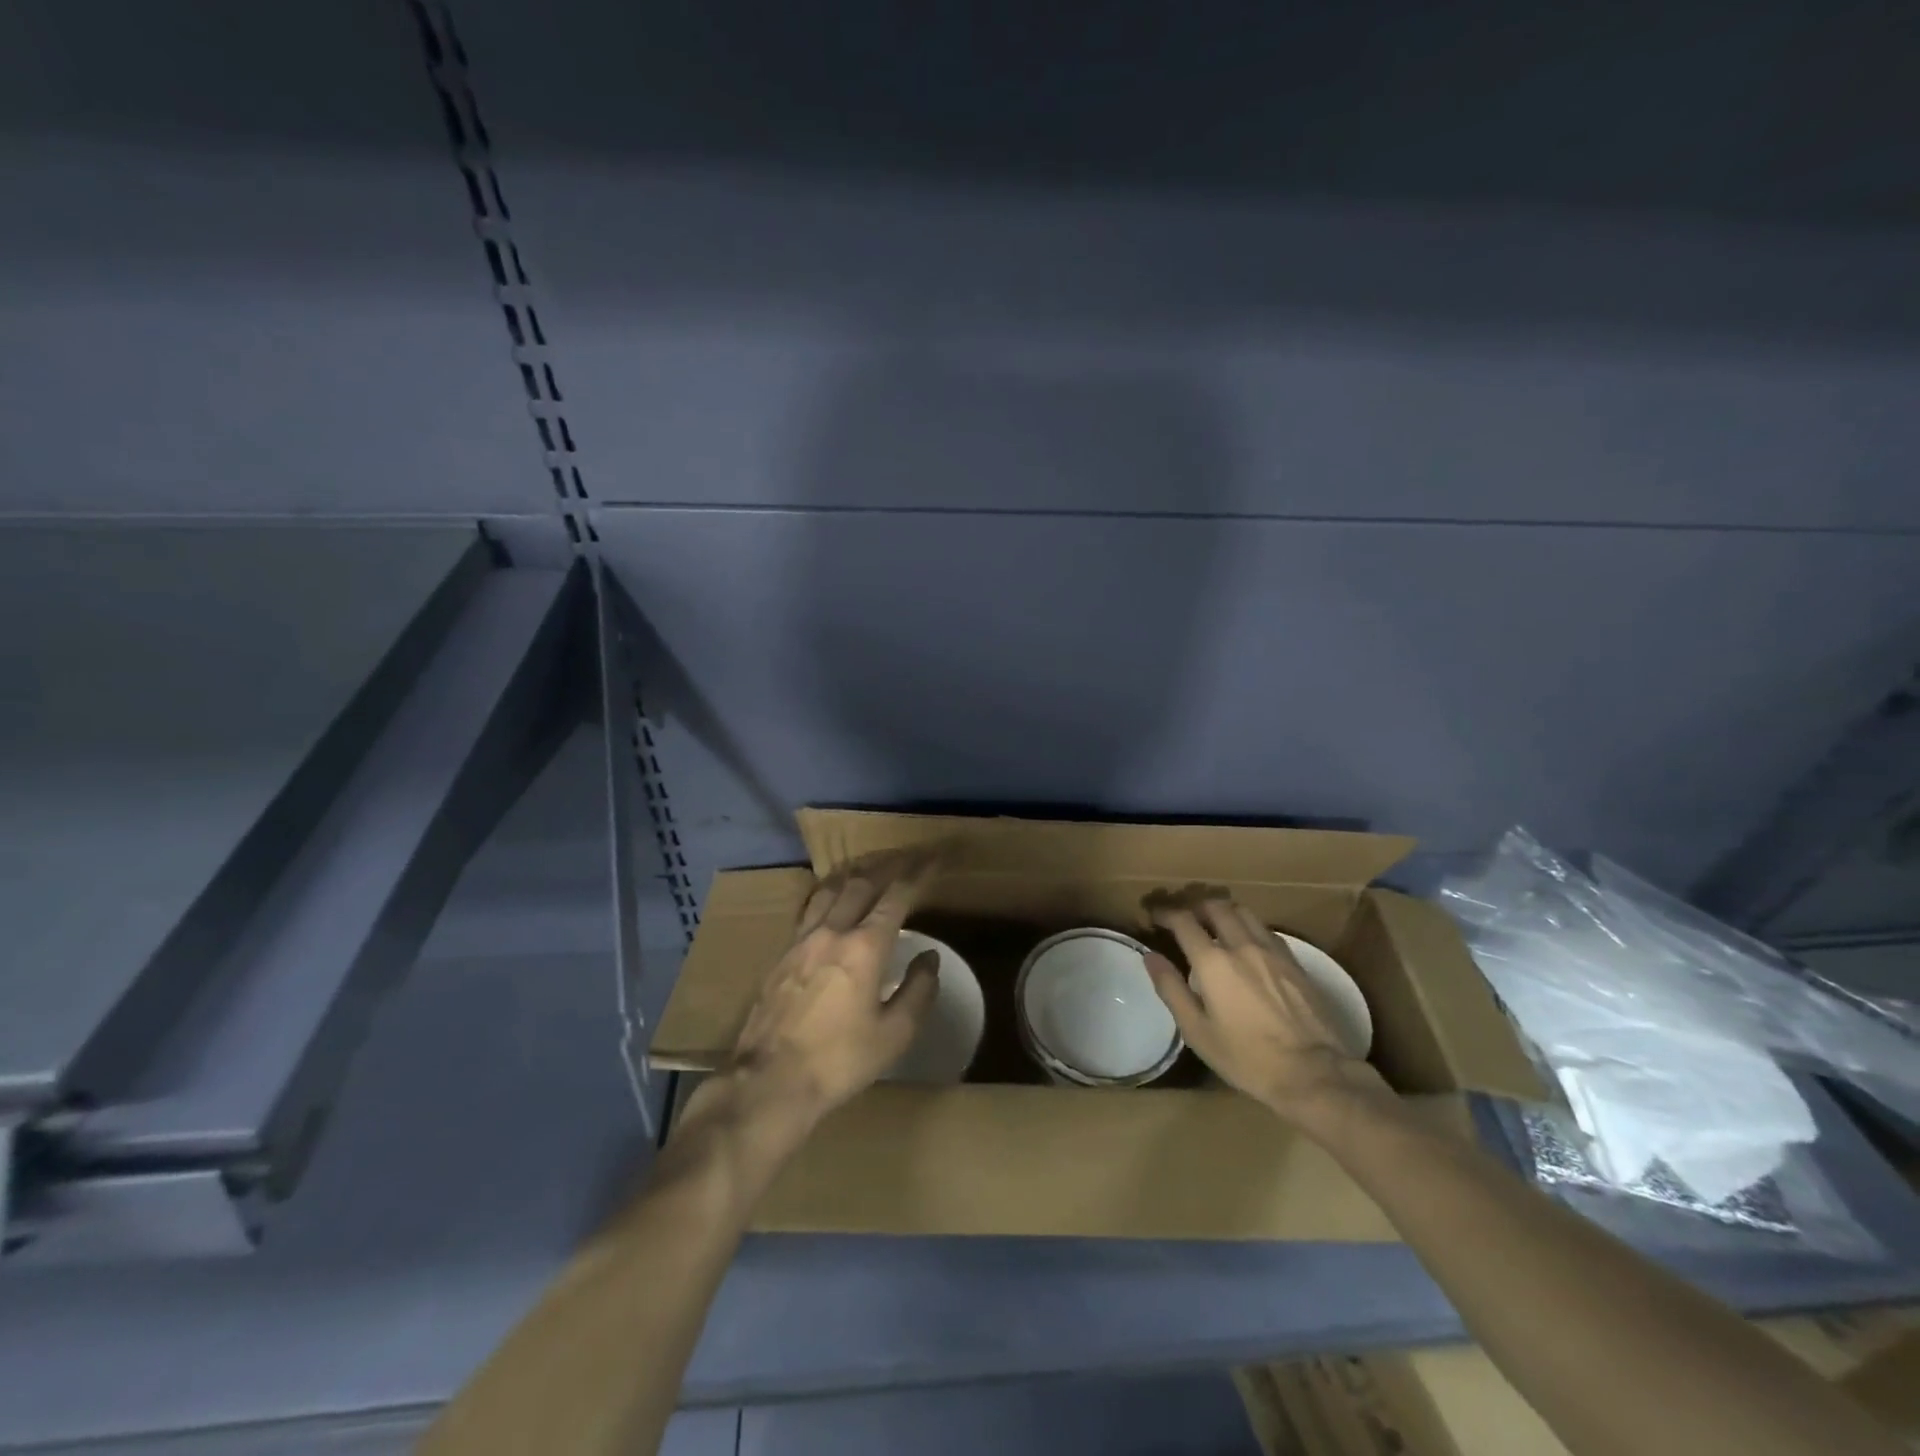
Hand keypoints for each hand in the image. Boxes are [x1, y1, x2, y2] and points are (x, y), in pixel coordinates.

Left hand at [720, 854, 939, 1134]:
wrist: (769, 1082)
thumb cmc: (839, 1061)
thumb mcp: (894, 1035)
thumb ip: (918, 991)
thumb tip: (928, 957)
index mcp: (865, 947)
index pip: (897, 897)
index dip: (917, 875)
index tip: (932, 860)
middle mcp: (832, 931)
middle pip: (861, 884)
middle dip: (888, 867)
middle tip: (906, 858)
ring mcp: (801, 940)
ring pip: (830, 890)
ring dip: (855, 875)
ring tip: (869, 869)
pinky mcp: (781, 954)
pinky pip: (809, 909)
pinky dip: (828, 893)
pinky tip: (830, 900)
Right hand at [1145, 893, 1392, 1129]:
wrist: (1314, 1073)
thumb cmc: (1247, 1057)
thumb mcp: (1197, 1031)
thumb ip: (1171, 989)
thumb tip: (1150, 957)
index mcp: (1213, 962)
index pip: (1183, 921)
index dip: (1165, 913)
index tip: (1154, 915)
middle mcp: (1241, 945)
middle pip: (1215, 907)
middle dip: (1194, 906)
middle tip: (1183, 916)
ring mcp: (1272, 950)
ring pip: (1243, 912)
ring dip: (1222, 910)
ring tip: (1213, 923)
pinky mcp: (1294, 961)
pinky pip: (1265, 929)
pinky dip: (1247, 926)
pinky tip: (1246, 943)